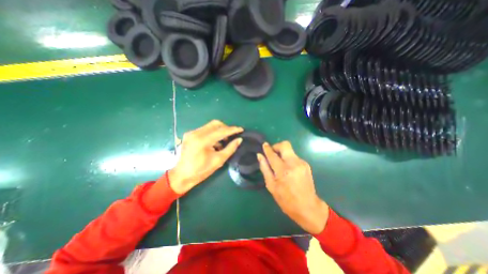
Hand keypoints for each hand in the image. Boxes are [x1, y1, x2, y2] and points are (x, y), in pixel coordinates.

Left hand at [168, 120, 243, 193]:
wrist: (182, 175)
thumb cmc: (201, 171)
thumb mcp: (218, 160)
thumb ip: (230, 148)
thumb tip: (239, 140)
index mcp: (202, 141)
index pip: (221, 131)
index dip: (233, 130)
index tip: (241, 129)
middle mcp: (196, 133)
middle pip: (215, 124)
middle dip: (226, 128)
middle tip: (232, 136)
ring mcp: (191, 133)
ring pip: (210, 125)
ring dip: (219, 130)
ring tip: (224, 141)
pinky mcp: (189, 134)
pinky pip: (205, 129)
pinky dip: (212, 133)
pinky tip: (215, 142)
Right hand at [257, 141, 329, 233]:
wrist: (308, 207)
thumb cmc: (286, 200)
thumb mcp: (271, 186)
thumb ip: (265, 168)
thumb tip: (260, 156)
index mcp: (283, 171)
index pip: (273, 154)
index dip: (267, 148)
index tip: (264, 145)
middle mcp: (294, 164)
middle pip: (285, 145)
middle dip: (277, 146)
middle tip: (272, 154)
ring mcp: (302, 163)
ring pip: (290, 150)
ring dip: (282, 153)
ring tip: (279, 164)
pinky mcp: (306, 165)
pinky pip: (294, 156)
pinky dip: (288, 159)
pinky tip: (288, 169)